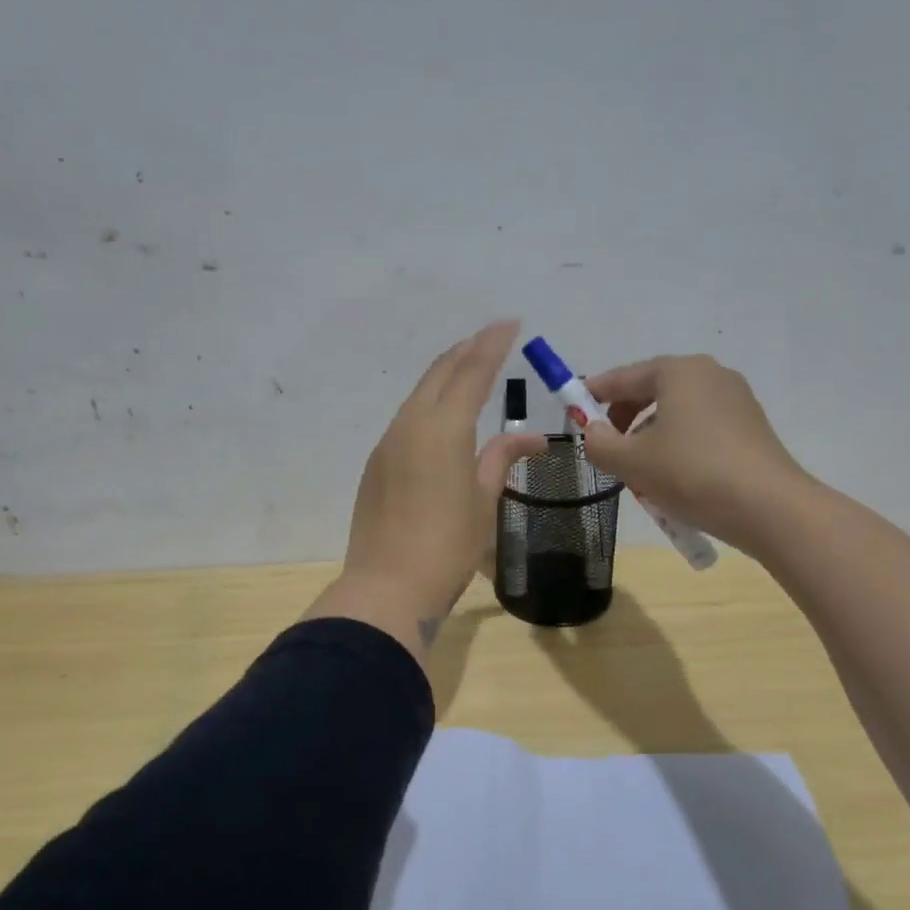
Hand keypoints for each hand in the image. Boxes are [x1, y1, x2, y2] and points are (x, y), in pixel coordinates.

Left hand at [304, 321, 545, 665]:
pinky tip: (441, 415)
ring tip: (468, 368)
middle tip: (491, 337)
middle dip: (466, 351)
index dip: (492, 344)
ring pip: (419, 394)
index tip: (510, 323)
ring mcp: (388, 443)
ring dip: (445, 376)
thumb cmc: (448, 546)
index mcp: (443, 428)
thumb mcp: (484, 501)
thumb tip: (532, 438)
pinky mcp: (377, 464)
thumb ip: (502, 459)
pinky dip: (428, 404)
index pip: (471, 372)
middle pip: (439, 374)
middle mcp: (411, 424)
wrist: (387, 587)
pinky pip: (406, 419)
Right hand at [577, 354, 810, 552]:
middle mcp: (708, 374)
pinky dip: (679, 444)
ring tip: (641, 472)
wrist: (769, 508)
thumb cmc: (691, 473)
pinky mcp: (750, 426)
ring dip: (650, 436)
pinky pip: (700, 428)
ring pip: (676, 412)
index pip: (623, 377)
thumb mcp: (631, 462)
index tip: (572, 411)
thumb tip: (592, 432)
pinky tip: (675, 478)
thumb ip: (599, 443)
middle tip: (608, 449)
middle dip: (624, 419)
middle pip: (651, 391)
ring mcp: (735, 399)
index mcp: (678, 371)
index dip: (593, 393)